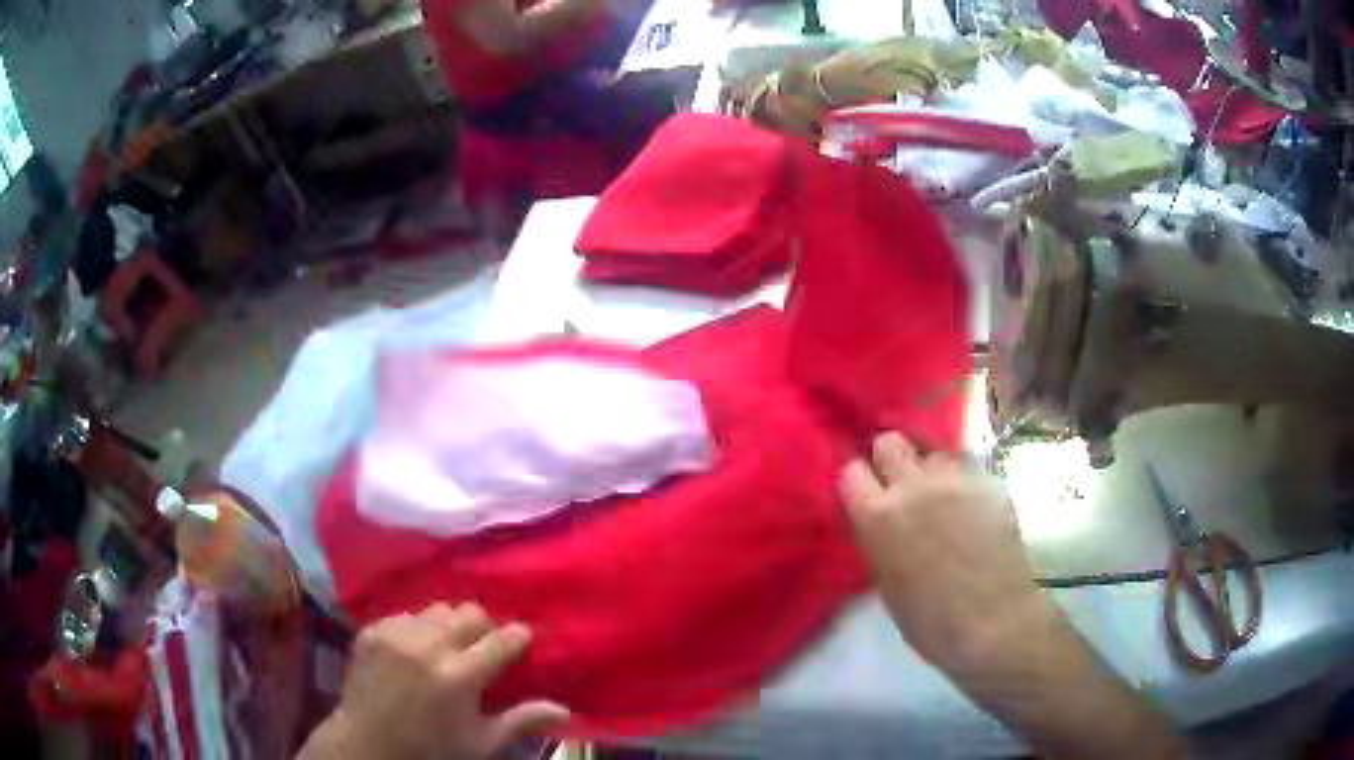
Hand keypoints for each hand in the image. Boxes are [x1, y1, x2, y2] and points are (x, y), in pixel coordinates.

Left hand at [299, 604, 567, 759]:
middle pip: (470, 612)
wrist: (367, 743)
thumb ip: (521, 721)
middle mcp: (429, 647)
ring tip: (444, 649)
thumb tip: (565, 711)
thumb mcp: (481, 742)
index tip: (521, 643)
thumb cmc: (431, 749)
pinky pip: (406, 615)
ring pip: (437, 609)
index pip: (503, 639)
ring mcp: (396, 635)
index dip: (517, 639)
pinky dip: (416, 629)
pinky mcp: (372, 630)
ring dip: (448, 626)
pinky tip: (414, 651)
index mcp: (460, 677)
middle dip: (483, 627)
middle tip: (480, 649)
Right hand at [839, 432, 1041, 668]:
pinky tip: (973, 514)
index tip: (865, 496)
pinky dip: (965, 487)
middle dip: (890, 458)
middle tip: (900, 486)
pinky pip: (969, 472)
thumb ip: (880, 539)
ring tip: (942, 499)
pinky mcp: (990, 484)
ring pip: (934, 454)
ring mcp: (957, 480)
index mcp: (879, 516)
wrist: (993, 623)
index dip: (859, 484)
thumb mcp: (886, 583)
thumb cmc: (930, 621)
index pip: (852, 471)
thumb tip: (881, 521)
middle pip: (891, 442)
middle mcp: (915, 486)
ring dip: (931, 472)